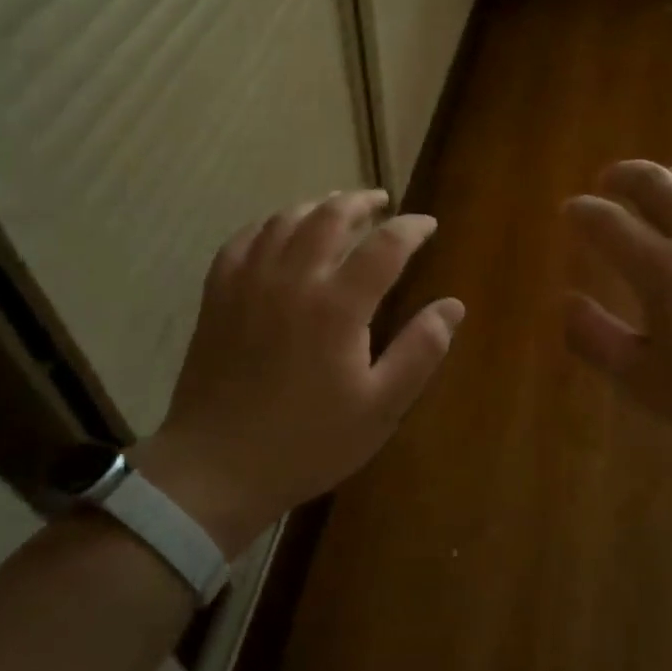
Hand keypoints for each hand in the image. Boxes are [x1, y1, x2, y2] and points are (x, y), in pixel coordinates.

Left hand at [129, 191, 463, 554]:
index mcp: (337, 305)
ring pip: (285, 219)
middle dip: (361, 202)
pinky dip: (269, 225)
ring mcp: (249, 282)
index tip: (428, 225)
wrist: (217, 469)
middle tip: (382, 202)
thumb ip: (421, 351)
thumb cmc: (308, 441)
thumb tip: (453, 305)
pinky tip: (279, 232)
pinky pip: (244, 240)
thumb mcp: (381, 407)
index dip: (412, 228)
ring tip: (337, 208)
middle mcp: (293, 278)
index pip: (385, 244)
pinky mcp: (218, 295)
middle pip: (331, 216)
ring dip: (318, 206)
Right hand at [562, 160, 671, 473]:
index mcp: (664, 270)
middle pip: (655, 182)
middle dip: (622, 176)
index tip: (571, 211)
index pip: (608, 223)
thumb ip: (597, 339)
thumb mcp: (648, 384)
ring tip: (662, 186)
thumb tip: (565, 302)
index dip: (582, 212)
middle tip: (607, 183)